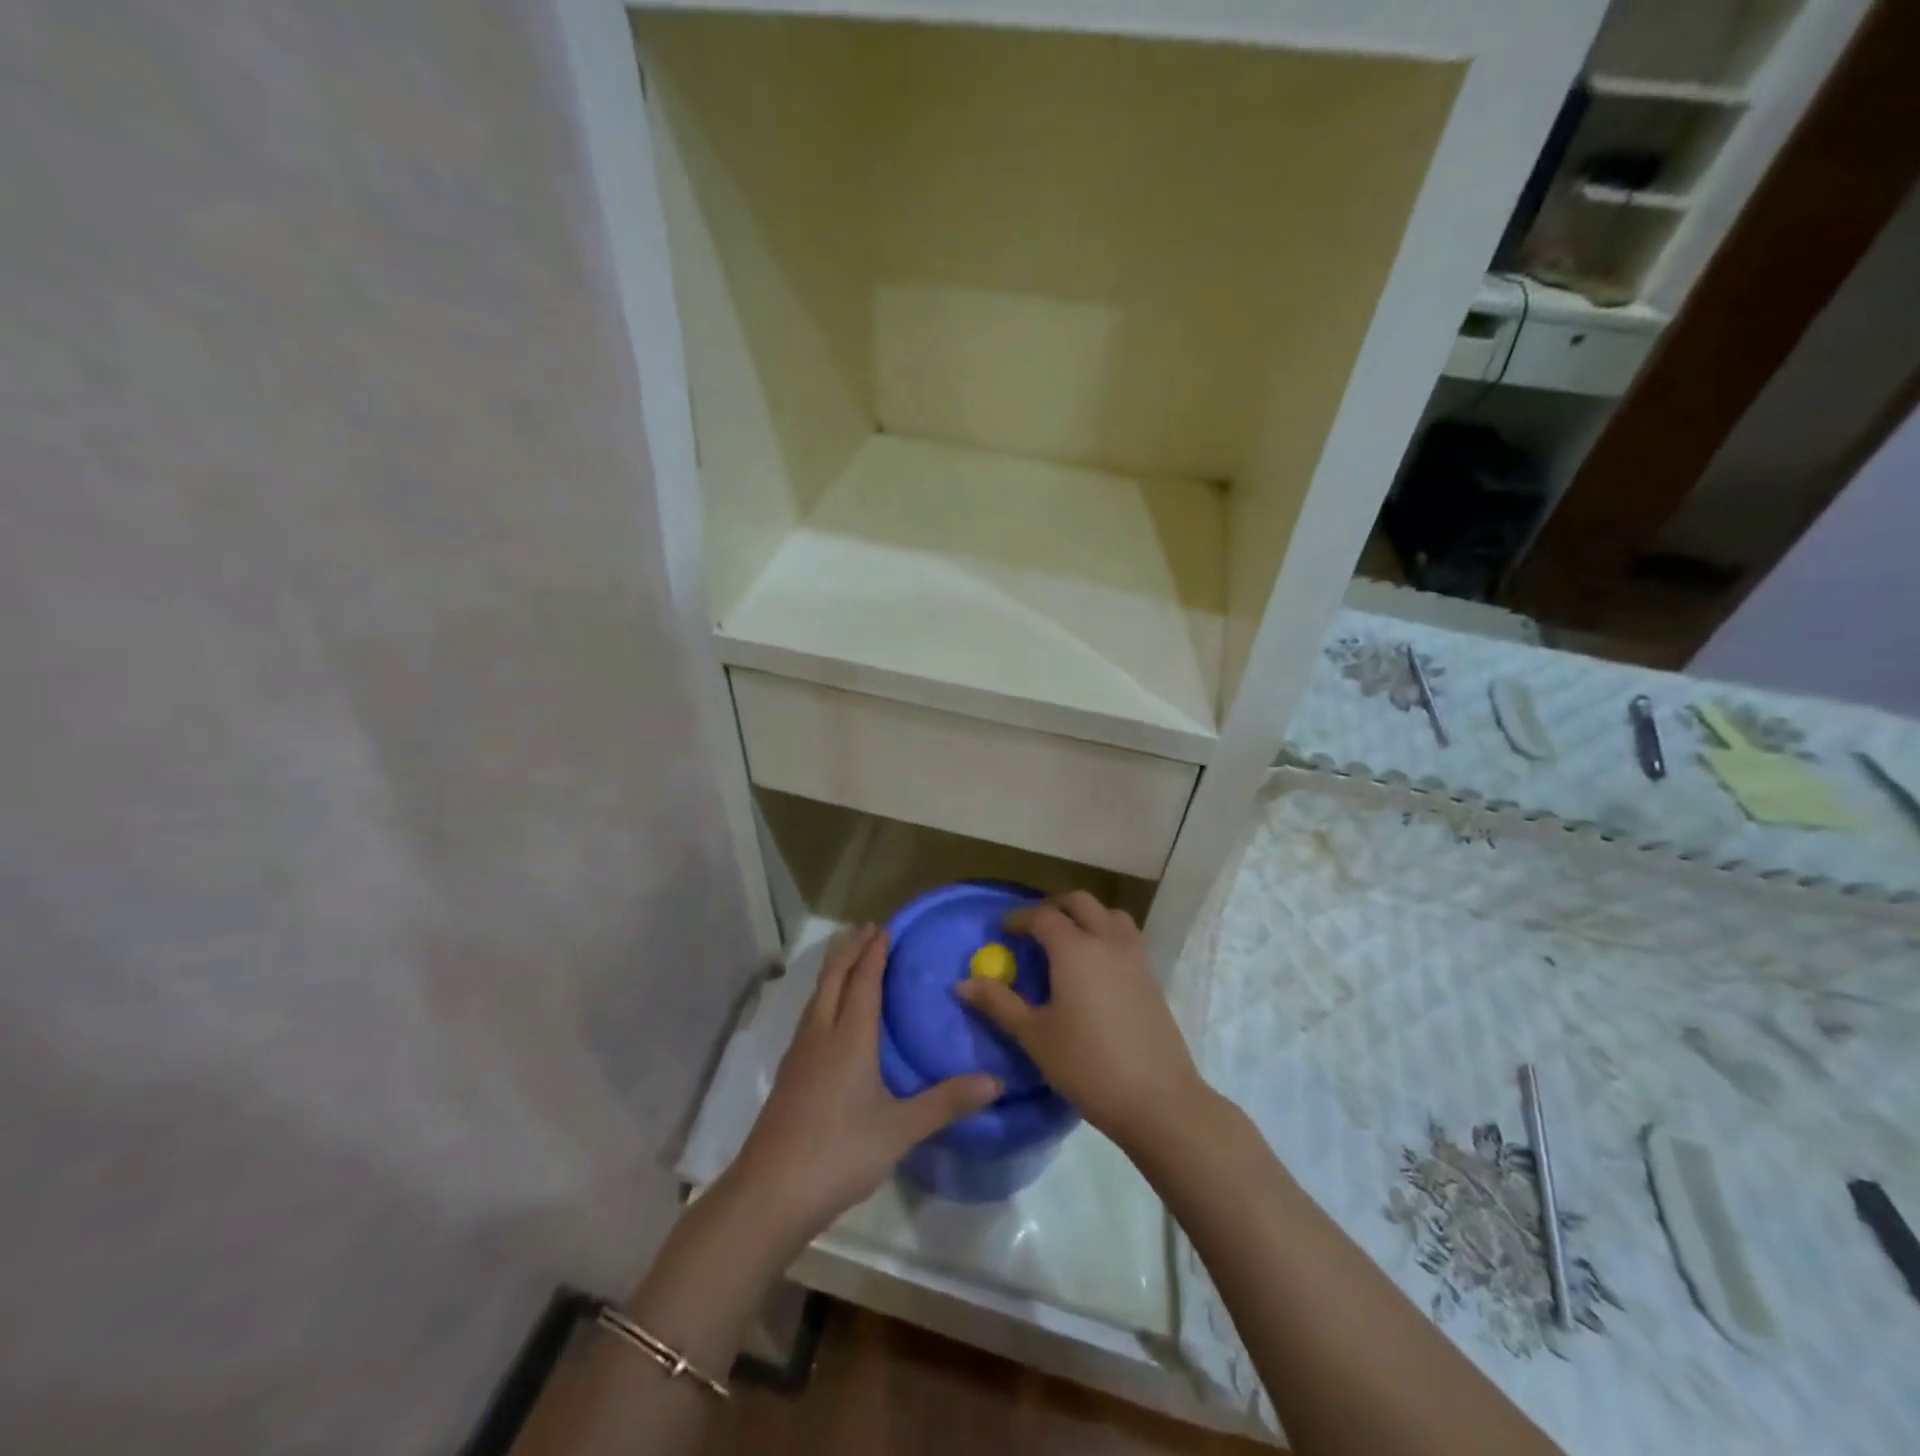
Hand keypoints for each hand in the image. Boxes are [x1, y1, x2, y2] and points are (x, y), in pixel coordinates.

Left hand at [729, 924, 1000, 1243]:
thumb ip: (946, 1102)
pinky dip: (824, 996)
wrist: (769, 1192)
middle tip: (866, 928)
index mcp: (849, 1037)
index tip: (884, 927)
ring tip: (848, 957)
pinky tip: (828, 1014)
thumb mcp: (900, 1130)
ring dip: (834, 970)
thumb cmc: (839, 1152)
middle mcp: (821, 1034)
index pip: (864, 981)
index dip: (874, 952)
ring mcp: (799, 1053)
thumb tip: (996, 1081)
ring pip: (817, 995)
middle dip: (849, 949)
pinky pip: (810, 1015)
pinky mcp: (789, 1074)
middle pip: (833, 978)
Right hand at [954, 892, 1205, 1151]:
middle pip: (1080, 902)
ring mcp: (1135, 957)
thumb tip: (962, 983)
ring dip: (1087, 916)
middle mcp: (1106, 941)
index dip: (1020, 918)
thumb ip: (999, 1003)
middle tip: (1034, 928)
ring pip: (1110, 914)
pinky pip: (1127, 937)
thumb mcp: (1034, 1036)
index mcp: (1074, 949)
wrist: (1157, 1098)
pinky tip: (1097, 968)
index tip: (1004, 929)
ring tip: (1069, 940)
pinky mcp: (1151, 977)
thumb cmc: (1087, 1065)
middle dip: (1054, 906)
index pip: (1042, 916)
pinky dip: (1107, 935)